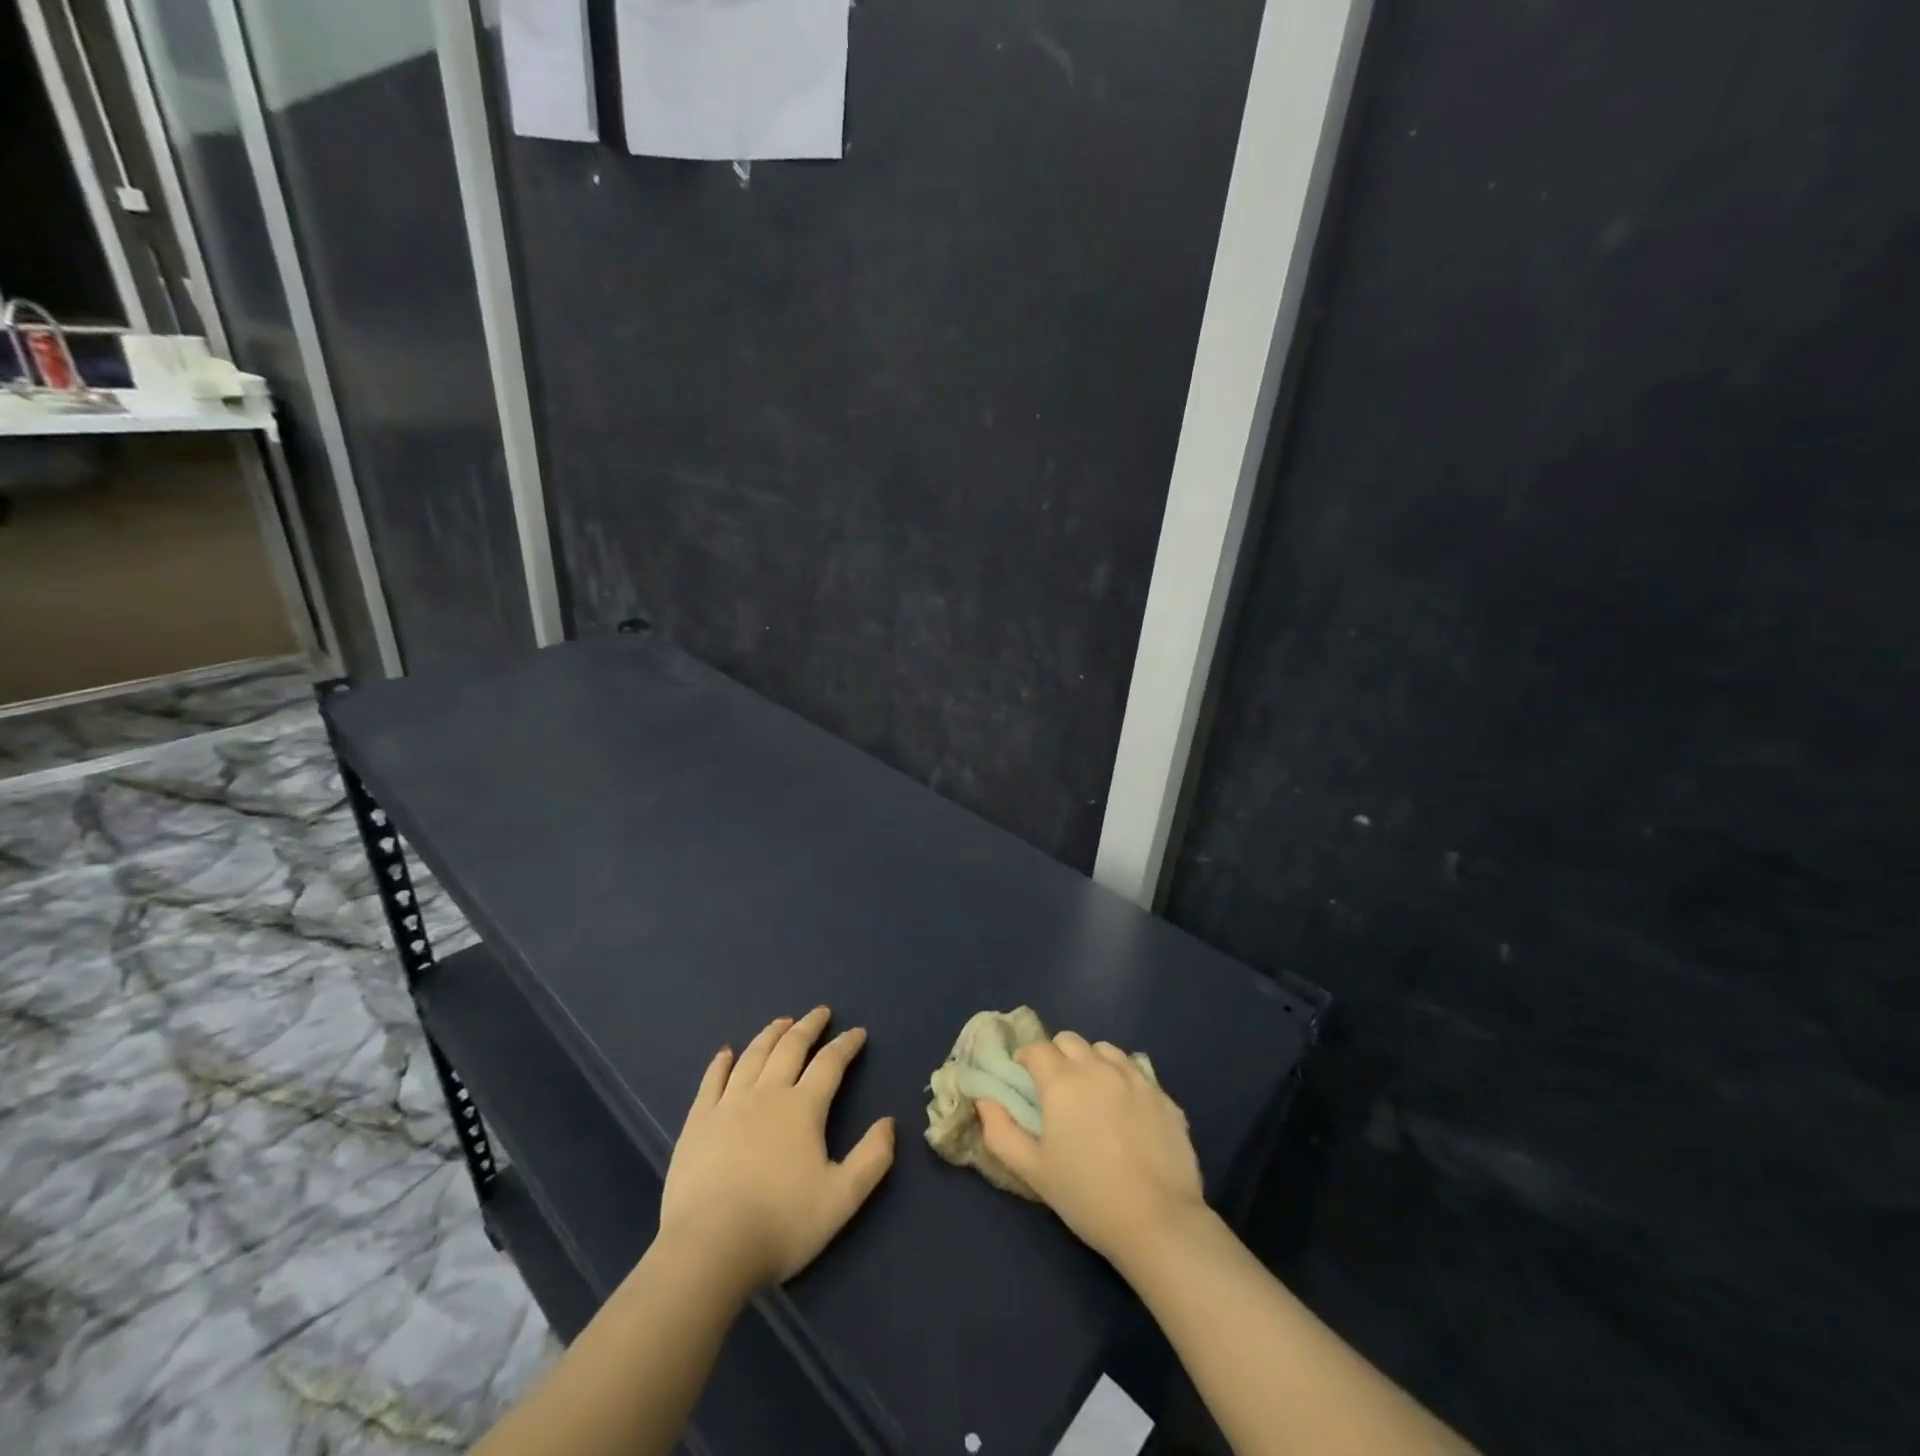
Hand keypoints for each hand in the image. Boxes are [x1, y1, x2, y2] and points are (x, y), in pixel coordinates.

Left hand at [660, 1007, 894, 1292]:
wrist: (709, 1248)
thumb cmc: (781, 1224)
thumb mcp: (842, 1198)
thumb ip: (872, 1158)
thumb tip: (889, 1122)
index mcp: (803, 1108)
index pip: (830, 1063)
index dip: (846, 1045)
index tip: (857, 1032)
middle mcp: (767, 1094)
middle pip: (790, 1048)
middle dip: (808, 1027)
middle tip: (820, 1012)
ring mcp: (728, 1105)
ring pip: (753, 1056)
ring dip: (770, 1035)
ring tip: (781, 1022)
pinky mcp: (698, 1122)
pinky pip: (712, 1081)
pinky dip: (721, 1062)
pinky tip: (726, 1052)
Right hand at [976, 1032, 1204, 1265]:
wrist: (1158, 1222)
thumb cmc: (1087, 1196)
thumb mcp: (1033, 1171)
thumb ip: (1000, 1131)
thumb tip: (985, 1100)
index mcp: (1062, 1081)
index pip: (1036, 1048)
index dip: (1025, 1060)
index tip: (1023, 1081)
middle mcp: (1098, 1067)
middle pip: (1069, 1040)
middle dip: (1056, 1055)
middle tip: (1056, 1089)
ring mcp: (1135, 1078)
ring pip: (1105, 1050)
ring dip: (1091, 1062)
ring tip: (1092, 1095)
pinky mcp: (1163, 1095)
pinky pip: (1136, 1072)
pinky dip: (1123, 1080)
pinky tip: (1126, 1113)